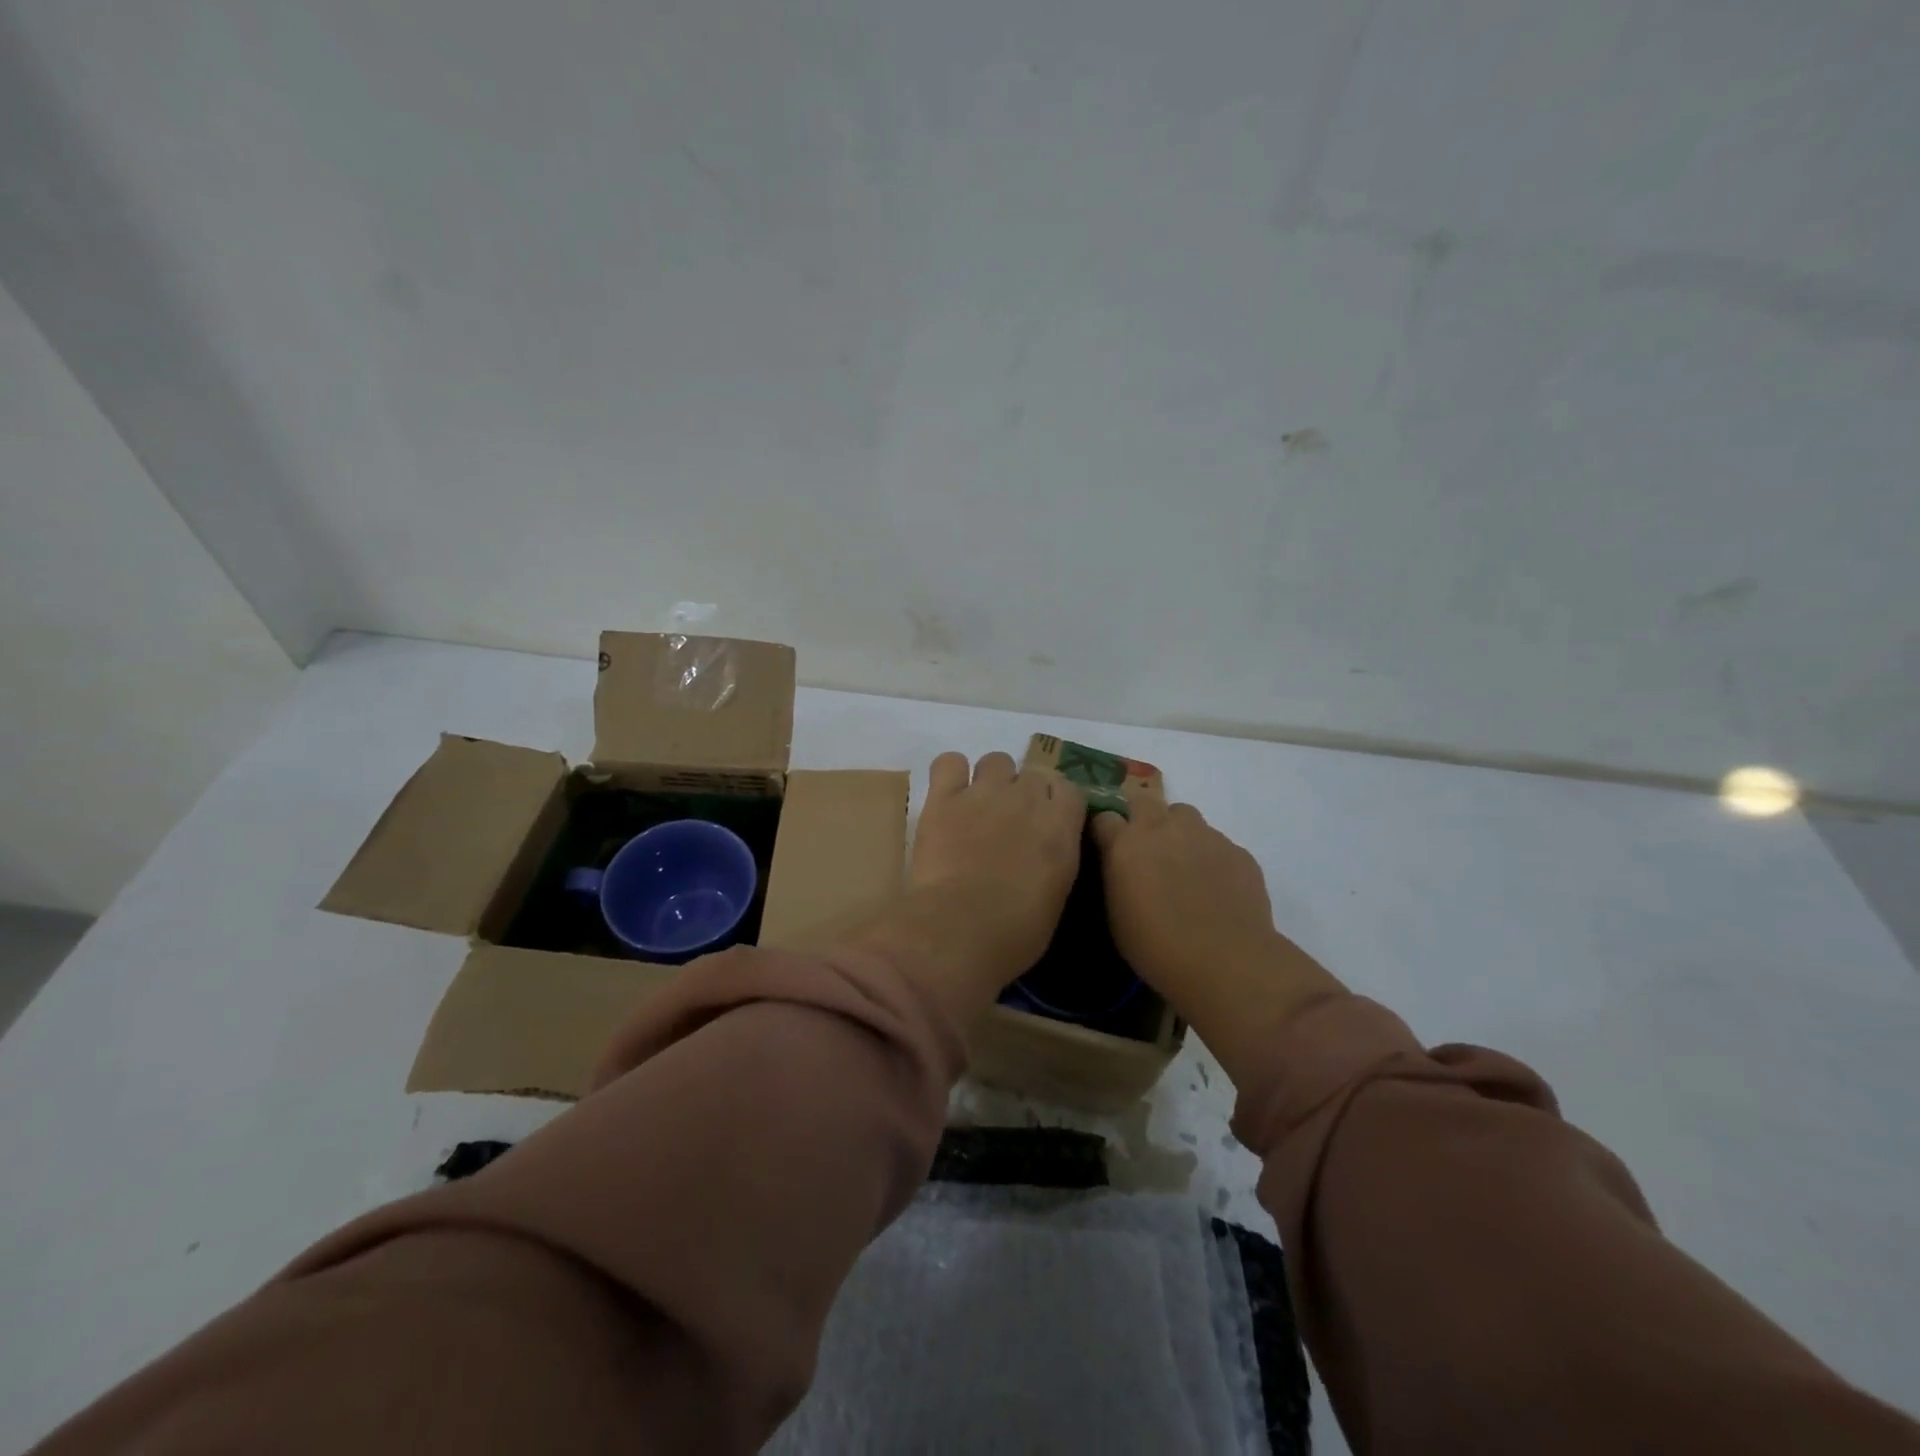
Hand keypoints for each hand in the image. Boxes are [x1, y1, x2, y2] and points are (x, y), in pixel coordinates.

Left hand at [847, 752, 1084, 1025]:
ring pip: (996, 761)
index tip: (1046, 823)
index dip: (1057, 803)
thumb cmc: (1014, 932)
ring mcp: (984, 793)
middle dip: (1025, 793)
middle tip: (1010, 822)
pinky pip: (949, 762)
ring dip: (992, 779)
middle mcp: (1026, 799)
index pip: (1069, 789)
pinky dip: (950, 773)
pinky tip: (948, 794)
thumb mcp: (1056, 897)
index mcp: (1060, 826)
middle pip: (1034, 773)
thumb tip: (1044, 851)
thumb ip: (1055, 859)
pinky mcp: (944, 797)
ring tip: (980, 806)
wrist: (958, 930)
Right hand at [1091, 796, 1343, 1078]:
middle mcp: (1163, 828)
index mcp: (1125, 844)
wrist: (1227, 963)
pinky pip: (1217, 843)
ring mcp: (1204, 835)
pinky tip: (1216, 889)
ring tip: (1183, 867)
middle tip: (1144, 849)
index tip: (1106, 847)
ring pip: (1185, 817)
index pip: (1103, 816)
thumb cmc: (1157, 947)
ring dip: (1178, 833)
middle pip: (1145, 800)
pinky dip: (1211, 858)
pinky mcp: (1238, 851)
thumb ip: (1115, 877)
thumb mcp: (1116, 915)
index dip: (1105, 830)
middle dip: (1141, 816)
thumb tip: (1119, 866)